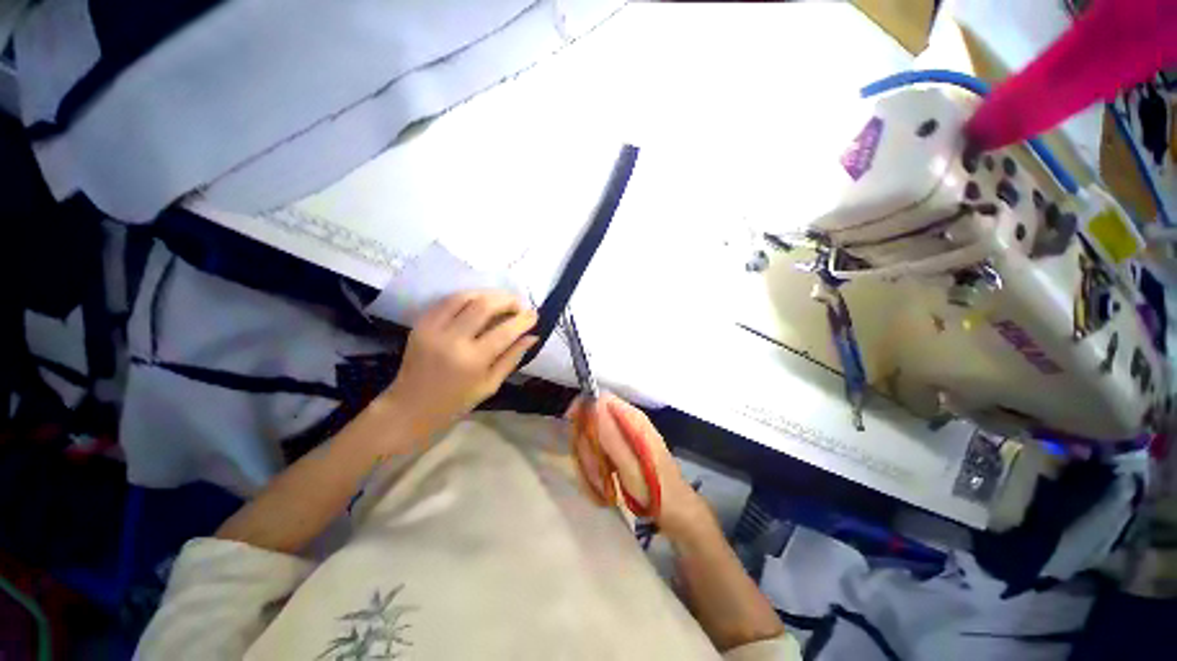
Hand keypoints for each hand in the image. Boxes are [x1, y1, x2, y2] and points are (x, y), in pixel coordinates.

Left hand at [384, 291, 537, 437]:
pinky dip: (467, 298)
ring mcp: (433, 329)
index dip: (523, 320)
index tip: (534, 315)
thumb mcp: (490, 384)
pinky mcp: (420, 324)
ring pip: (465, 297)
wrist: (409, 407)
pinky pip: (447, 301)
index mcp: (472, 361)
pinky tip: (478, 303)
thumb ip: (512, 357)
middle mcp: (452, 340)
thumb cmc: (456, 402)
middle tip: (518, 305)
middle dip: (507, 300)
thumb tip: (532, 336)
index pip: (505, 331)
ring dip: (488, 294)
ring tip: (501, 301)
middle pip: (484, 305)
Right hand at [570, 393, 707, 539]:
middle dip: (587, 447)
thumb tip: (594, 403)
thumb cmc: (655, 489)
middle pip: (591, 420)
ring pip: (590, 439)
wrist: (674, 512)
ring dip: (589, 463)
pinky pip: (595, 453)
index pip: (600, 398)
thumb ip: (611, 434)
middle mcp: (626, 422)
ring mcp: (622, 437)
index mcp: (631, 419)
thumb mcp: (631, 466)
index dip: (583, 410)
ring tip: (602, 485)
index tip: (573, 434)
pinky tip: (603, 487)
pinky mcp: (619, 450)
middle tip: (595, 472)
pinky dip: (594, 470)